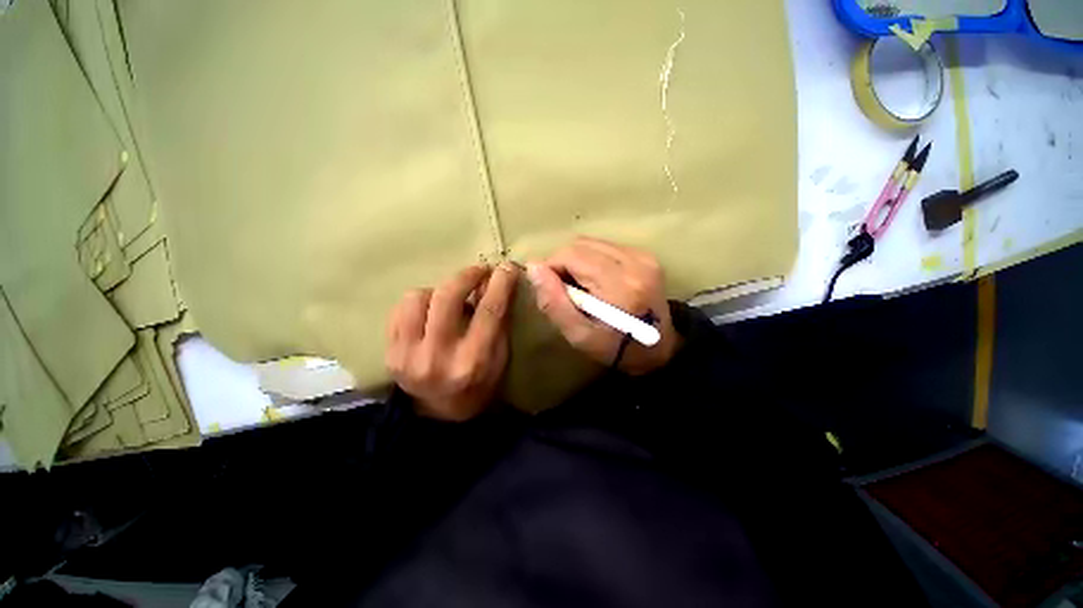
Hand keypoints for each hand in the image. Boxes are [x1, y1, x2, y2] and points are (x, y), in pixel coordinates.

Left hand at [385, 262, 518, 420]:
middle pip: (447, 298)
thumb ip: (498, 322)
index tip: (506, 267)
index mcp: (473, 361)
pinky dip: (419, 303)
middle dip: (466, 275)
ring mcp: (408, 355)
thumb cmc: (479, 384)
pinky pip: (400, 310)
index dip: (500, 284)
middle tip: (478, 271)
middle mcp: (438, 357)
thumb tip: (495, 283)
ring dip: (438, 291)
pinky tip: (430, 312)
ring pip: (417, 298)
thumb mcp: (500, 357)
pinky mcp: (389, 353)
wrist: (439, 412)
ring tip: (449, 300)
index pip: (489, 312)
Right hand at [526, 237, 680, 374]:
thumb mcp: (578, 335)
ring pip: (591, 243)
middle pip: (580, 245)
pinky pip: (605, 247)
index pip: (571, 255)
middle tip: (567, 290)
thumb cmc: (616, 348)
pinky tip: (597, 280)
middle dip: (564, 264)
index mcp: (620, 285)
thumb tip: (534, 267)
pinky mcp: (645, 255)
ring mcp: (643, 256)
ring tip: (583, 287)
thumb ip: (553, 302)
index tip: (553, 290)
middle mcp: (634, 262)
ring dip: (578, 261)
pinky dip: (592, 260)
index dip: (553, 268)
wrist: (659, 349)